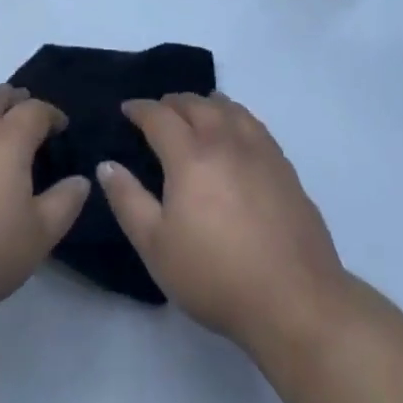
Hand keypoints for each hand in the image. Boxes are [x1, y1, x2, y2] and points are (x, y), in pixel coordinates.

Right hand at [99, 93, 346, 352]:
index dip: (139, 108)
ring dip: (205, 103)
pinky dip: (235, 116)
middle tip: (158, 112)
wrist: (295, 300)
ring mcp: (259, 150)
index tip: (126, 109)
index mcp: (190, 155)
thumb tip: (107, 164)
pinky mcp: (284, 167)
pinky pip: (253, 124)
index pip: (159, 116)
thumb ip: (127, 200)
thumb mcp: (156, 246)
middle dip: (171, 102)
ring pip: (228, 107)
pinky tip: (234, 133)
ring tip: (196, 113)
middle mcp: (224, 140)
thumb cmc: (216, 275)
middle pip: (195, 104)